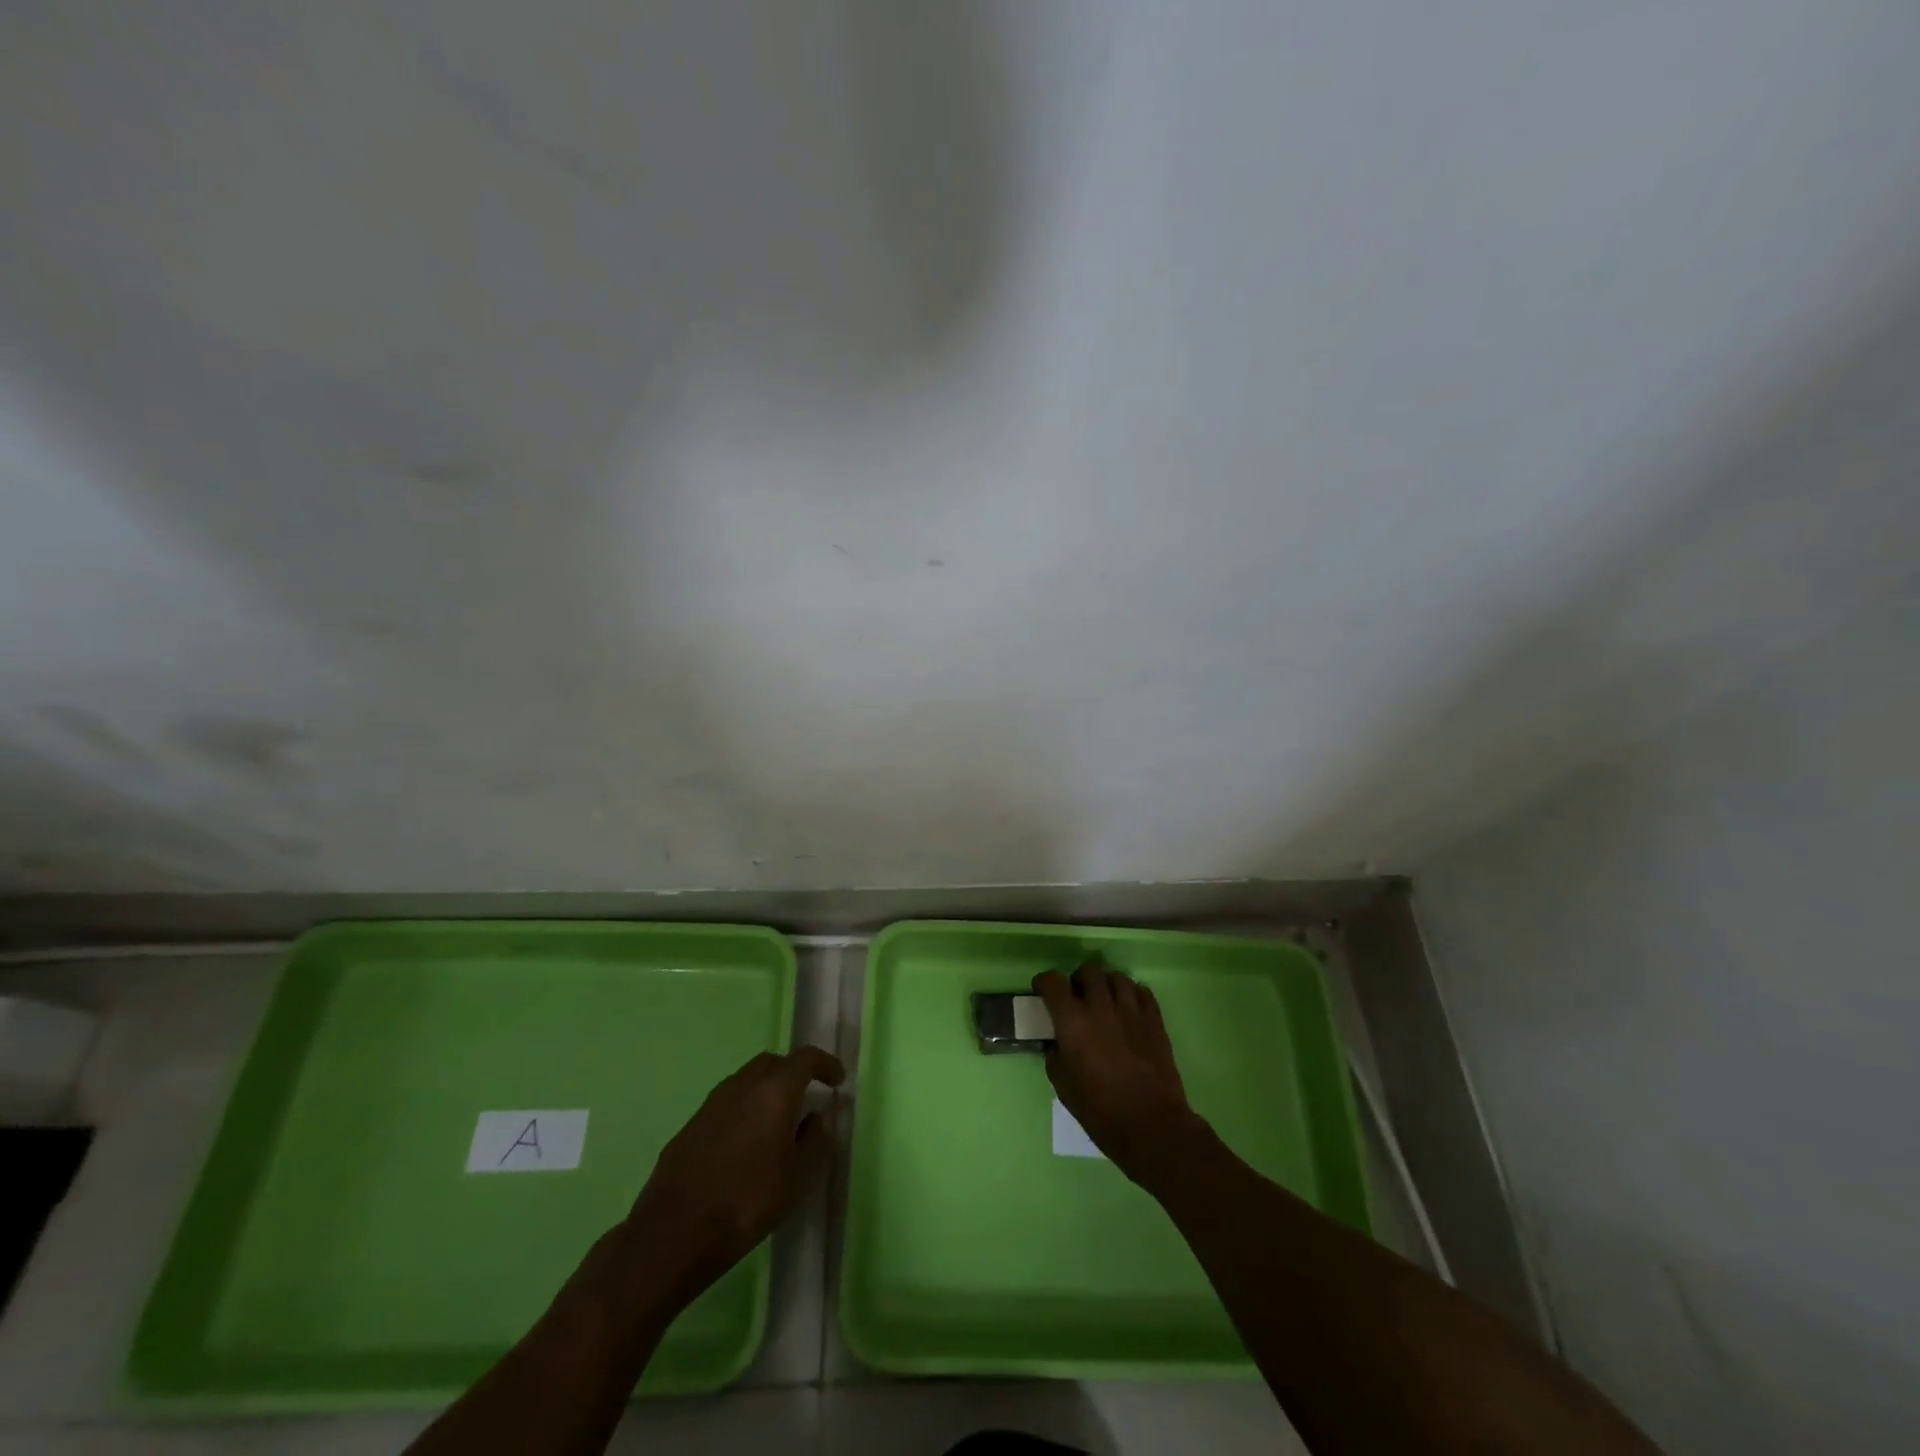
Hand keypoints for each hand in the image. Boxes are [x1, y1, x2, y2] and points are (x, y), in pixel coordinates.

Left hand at [618, 1046, 843, 1313]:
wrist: (674, 1233)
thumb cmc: (748, 1202)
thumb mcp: (799, 1177)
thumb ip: (816, 1140)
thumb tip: (819, 1116)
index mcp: (774, 1090)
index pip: (805, 1058)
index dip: (825, 1064)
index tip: (837, 1080)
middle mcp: (742, 1085)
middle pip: (773, 1063)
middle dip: (793, 1073)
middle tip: (807, 1096)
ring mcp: (711, 1103)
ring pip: (746, 1081)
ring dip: (766, 1091)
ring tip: (776, 1122)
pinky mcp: (690, 1125)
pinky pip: (726, 1104)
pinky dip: (743, 1110)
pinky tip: (745, 1143)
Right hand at [1033, 961, 1204, 1185]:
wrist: (1151, 1125)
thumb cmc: (1100, 1110)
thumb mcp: (1063, 1086)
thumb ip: (1055, 1056)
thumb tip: (1056, 1043)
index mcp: (1073, 1021)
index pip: (1053, 982)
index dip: (1044, 982)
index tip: (1042, 990)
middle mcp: (1101, 1006)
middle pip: (1089, 971)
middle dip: (1079, 980)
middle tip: (1077, 996)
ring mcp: (1131, 1010)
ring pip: (1117, 977)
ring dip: (1107, 984)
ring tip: (1105, 1000)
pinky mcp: (1155, 1020)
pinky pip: (1143, 991)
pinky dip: (1132, 993)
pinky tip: (1129, 1008)